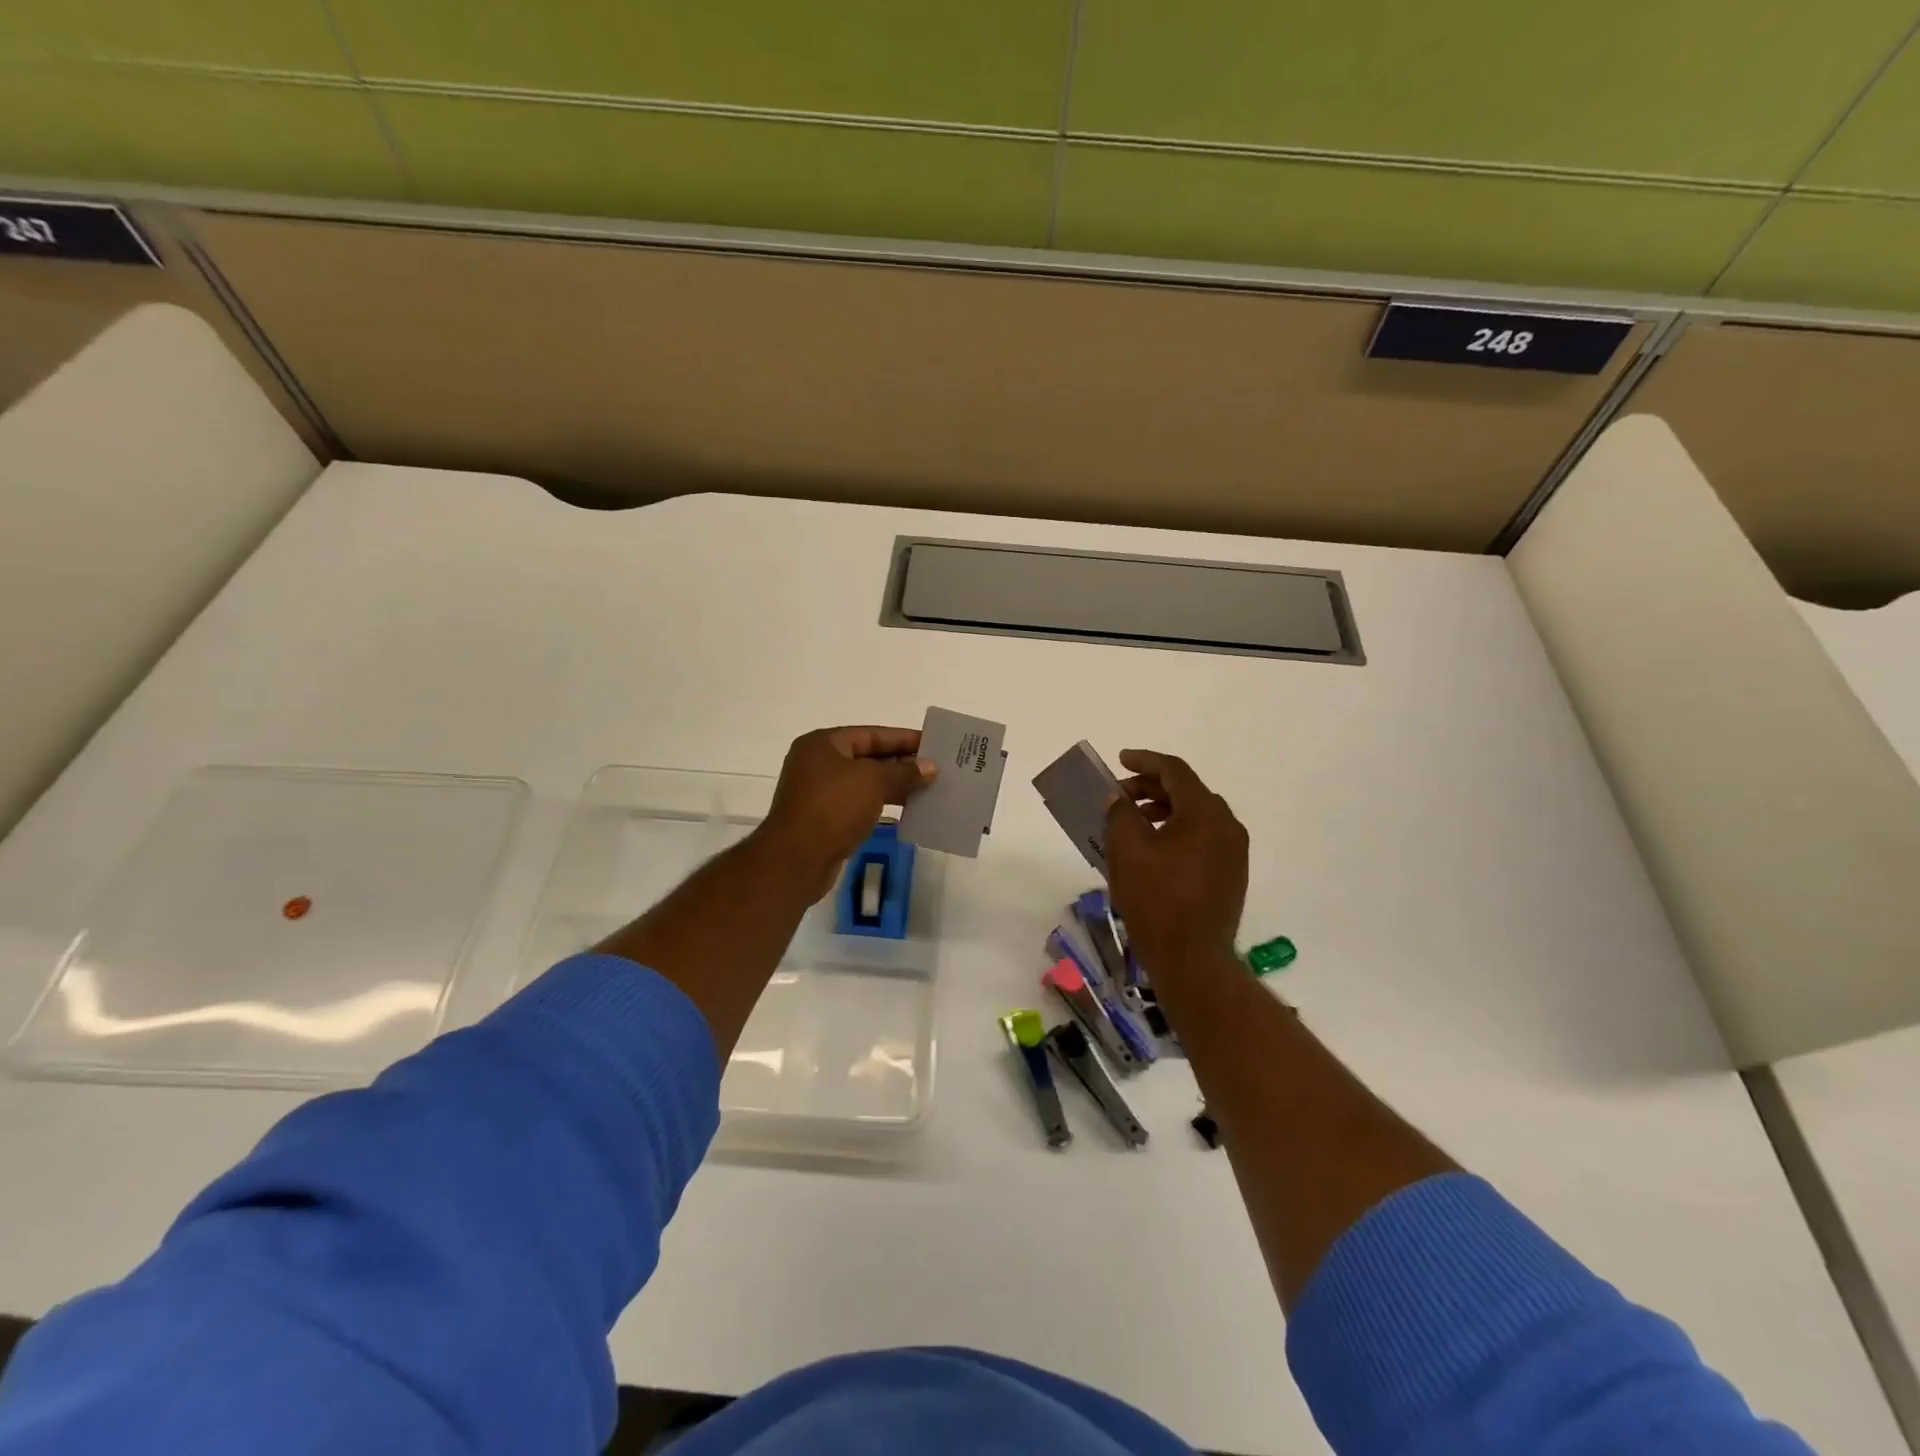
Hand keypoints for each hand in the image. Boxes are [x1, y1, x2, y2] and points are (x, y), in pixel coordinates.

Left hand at [756, 726, 934, 894]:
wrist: (796, 859)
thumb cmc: (833, 808)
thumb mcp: (874, 782)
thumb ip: (904, 772)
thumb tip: (930, 767)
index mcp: (823, 744)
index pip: (871, 733)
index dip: (904, 738)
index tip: (933, 745)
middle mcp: (817, 763)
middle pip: (867, 757)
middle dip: (901, 763)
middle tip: (935, 768)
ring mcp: (818, 792)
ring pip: (864, 782)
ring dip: (893, 786)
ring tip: (927, 790)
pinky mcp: (823, 818)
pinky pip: (858, 804)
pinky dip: (880, 804)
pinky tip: (906, 810)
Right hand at [1105, 749, 1248, 970]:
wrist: (1192, 958)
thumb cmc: (1156, 898)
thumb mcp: (1127, 850)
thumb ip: (1119, 813)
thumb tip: (1118, 799)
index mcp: (1205, 813)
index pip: (1175, 771)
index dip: (1145, 761)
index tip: (1120, 760)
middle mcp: (1227, 826)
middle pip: (1187, 792)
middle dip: (1150, 789)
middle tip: (1119, 797)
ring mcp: (1233, 852)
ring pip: (1195, 816)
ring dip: (1162, 811)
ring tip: (1130, 823)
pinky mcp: (1230, 875)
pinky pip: (1201, 838)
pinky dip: (1175, 832)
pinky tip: (1151, 850)